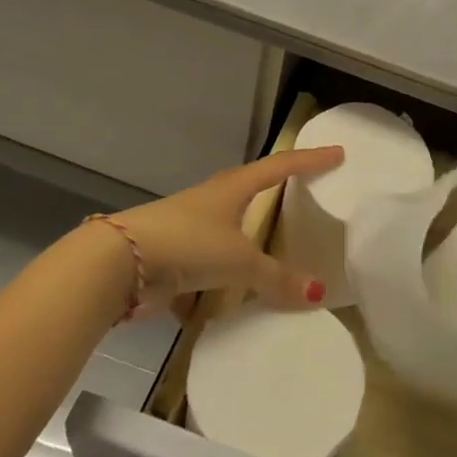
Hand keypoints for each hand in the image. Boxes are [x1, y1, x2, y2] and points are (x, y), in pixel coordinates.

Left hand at [109, 146, 343, 313]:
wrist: (119, 263)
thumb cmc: (187, 243)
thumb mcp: (238, 260)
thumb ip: (276, 278)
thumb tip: (317, 294)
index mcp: (233, 188)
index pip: (280, 166)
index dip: (310, 160)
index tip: (337, 153)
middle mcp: (213, 201)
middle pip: (253, 191)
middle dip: (277, 193)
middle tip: (307, 194)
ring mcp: (191, 228)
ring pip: (230, 230)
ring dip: (248, 242)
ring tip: (274, 254)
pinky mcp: (175, 256)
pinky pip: (209, 267)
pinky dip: (221, 282)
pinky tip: (230, 303)